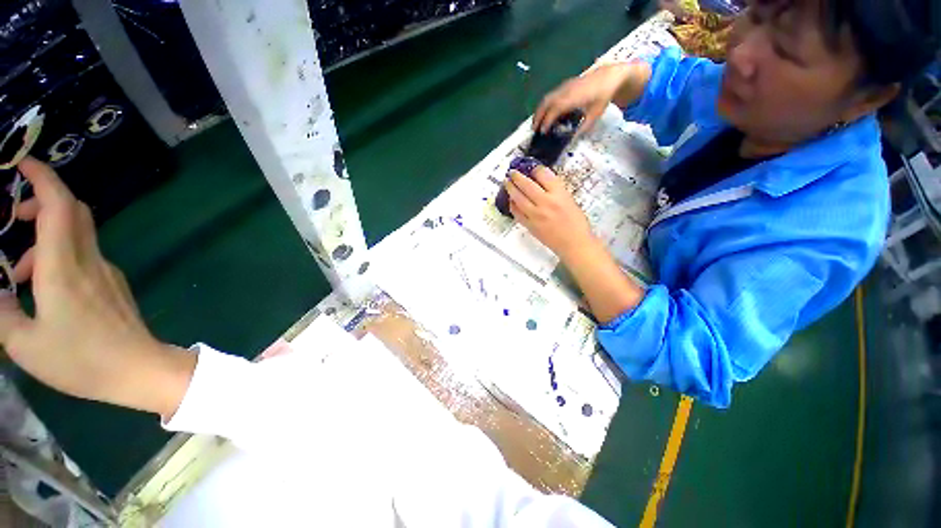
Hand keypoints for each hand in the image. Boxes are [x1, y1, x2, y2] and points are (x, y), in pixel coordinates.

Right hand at [0, 158, 193, 416]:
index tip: (23, 164)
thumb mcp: (24, 343)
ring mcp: (107, 271)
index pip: (60, 204)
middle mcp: (90, 261)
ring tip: (19, 273)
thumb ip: (2, 312)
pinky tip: (44, 288)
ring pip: (77, 234)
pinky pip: (85, 256)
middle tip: (14, 218)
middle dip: (43, 201)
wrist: (138, 369)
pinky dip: (60, 256)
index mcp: (64, 267)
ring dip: (45, 238)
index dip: (44, 177)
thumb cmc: (81, 361)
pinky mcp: (114, 284)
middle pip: (73, 211)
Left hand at [504, 165, 594, 258]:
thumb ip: (556, 190)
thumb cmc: (576, 223)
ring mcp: (535, 215)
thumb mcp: (570, 200)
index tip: (531, 168)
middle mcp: (545, 202)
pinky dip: (512, 205)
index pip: (543, 174)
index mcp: (559, 194)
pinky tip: (511, 201)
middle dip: (517, 176)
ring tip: (507, 183)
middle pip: (527, 185)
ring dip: (511, 189)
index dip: (535, 169)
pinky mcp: (529, 225)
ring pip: (518, 198)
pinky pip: (517, 213)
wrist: (574, 244)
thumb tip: (540, 182)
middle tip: (512, 172)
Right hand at [533, 62, 637, 135]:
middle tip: (534, 130)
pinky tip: (546, 113)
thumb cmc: (602, 97)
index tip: (542, 133)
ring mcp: (564, 86)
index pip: (554, 110)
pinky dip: (545, 105)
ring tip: (537, 123)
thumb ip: (583, 128)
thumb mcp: (595, 115)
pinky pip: (551, 95)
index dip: (546, 121)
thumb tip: (573, 139)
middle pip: (545, 103)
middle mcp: (565, 91)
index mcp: (572, 99)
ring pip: (546, 98)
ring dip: (539, 110)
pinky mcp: (565, 85)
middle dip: (537, 116)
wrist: (609, 76)